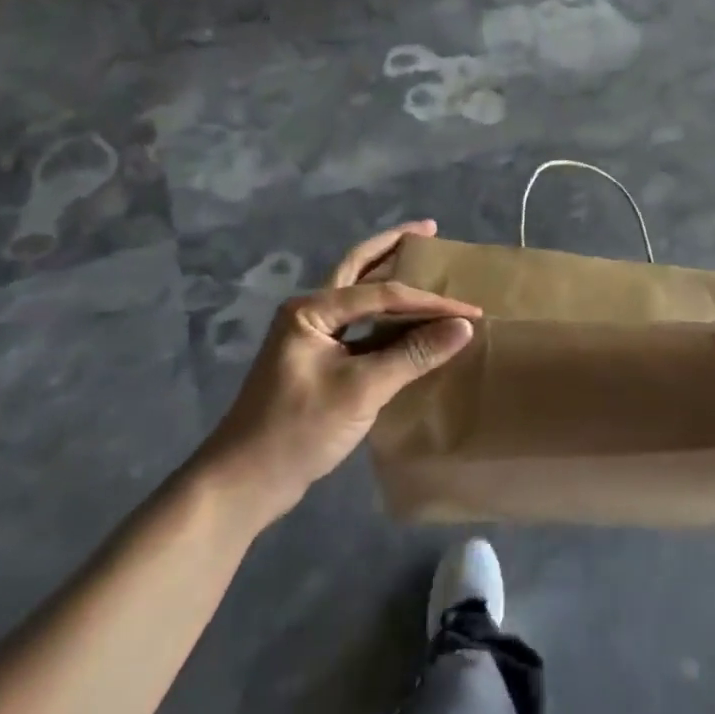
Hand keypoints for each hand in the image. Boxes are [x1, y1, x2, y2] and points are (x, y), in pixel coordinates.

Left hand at [199, 221, 480, 514]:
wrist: (244, 483)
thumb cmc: (298, 430)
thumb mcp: (361, 390)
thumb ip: (414, 354)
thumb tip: (464, 327)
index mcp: (312, 309)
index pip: (382, 294)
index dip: (430, 302)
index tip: (470, 311)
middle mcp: (310, 312)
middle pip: (358, 268)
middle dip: (393, 246)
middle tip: (429, 230)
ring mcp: (311, 336)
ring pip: (358, 296)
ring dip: (389, 279)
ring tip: (422, 262)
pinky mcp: (318, 361)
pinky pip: (360, 326)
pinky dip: (386, 318)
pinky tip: (409, 320)